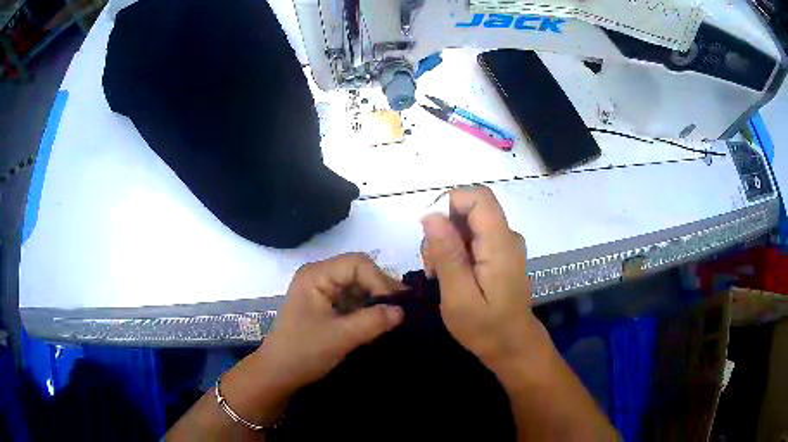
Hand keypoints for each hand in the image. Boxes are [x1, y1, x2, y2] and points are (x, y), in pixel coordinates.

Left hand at [256, 253, 404, 392]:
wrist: (279, 373)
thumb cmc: (304, 352)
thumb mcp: (341, 337)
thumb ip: (373, 321)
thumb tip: (402, 311)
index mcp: (316, 275)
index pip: (357, 264)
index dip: (379, 280)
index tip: (395, 305)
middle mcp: (319, 276)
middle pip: (358, 272)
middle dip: (379, 290)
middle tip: (401, 310)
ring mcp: (322, 291)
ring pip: (358, 287)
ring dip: (375, 301)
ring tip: (394, 317)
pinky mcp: (326, 306)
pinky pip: (352, 300)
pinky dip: (367, 310)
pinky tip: (379, 322)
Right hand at [421, 186, 547, 371]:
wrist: (512, 346)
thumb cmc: (486, 328)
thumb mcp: (458, 297)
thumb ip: (447, 254)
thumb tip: (431, 215)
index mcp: (500, 243)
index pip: (478, 197)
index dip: (449, 203)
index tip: (429, 233)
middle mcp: (507, 236)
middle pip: (471, 208)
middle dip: (443, 227)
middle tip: (431, 264)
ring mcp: (505, 244)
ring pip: (469, 222)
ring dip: (447, 241)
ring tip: (439, 274)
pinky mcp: (501, 253)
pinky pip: (474, 236)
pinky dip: (457, 249)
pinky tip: (451, 275)